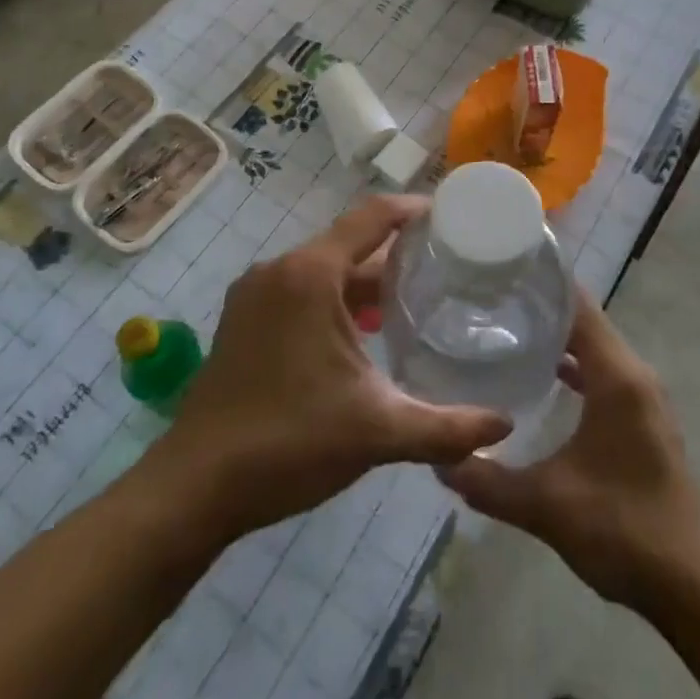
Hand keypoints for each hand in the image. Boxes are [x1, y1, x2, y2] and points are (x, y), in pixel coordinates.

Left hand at [150, 195, 511, 541]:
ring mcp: (255, 293)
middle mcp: (280, 269)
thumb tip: (505, 428)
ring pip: (323, 269)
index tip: (451, 216)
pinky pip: (300, 291)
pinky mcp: (243, 320)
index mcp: (311, 274)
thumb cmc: (289, 442)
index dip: (413, 210)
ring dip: (364, 280)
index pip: (373, 217)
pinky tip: (363, 332)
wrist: (194, 487)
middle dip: (395, 253)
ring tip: (412, 298)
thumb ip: (446, 428)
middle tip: (443, 267)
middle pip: (349, 243)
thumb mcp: (377, 431)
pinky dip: (335, 299)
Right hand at [439, 290, 699, 607]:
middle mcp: (635, 373)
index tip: (501, 272)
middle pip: (586, 320)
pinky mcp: (644, 418)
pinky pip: (606, 372)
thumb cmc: (622, 530)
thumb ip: (489, 481)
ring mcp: (644, 396)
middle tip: (491, 302)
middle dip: (542, 308)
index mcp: (618, 376)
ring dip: (560, 338)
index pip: (579, 305)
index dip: (543, 283)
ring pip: (597, 347)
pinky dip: (577, 366)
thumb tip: (440, 459)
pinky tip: (544, 379)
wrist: (691, 588)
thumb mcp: (546, 505)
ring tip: (509, 332)